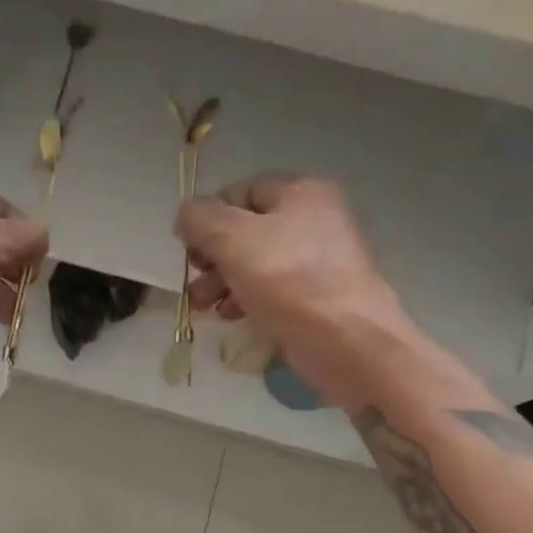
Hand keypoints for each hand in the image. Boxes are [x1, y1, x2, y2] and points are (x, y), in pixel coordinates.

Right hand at [177, 175, 412, 405]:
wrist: (347, 340)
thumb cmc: (289, 281)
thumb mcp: (234, 240)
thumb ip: (201, 220)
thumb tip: (186, 215)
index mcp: (301, 192)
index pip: (240, 192)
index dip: (207, 218)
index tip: (189, 251)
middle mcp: (316, 218)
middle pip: (247, 230)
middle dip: (213, 257)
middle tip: (195, 284)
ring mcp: (321, 259)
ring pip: (258, 263)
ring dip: (224, 281)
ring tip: (204, 307)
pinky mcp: (320, 295)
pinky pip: (274, 289)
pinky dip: (249, 299)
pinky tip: (233, 316)